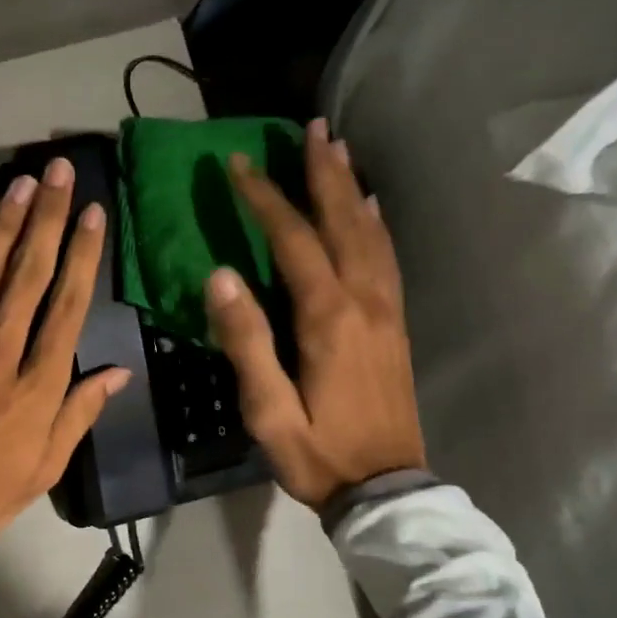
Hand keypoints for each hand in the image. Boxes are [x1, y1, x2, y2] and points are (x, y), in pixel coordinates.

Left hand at [0, 157, 130, 611]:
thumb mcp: (46, 467)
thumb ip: (80, 413)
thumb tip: (117, 372)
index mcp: (37, 385)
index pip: (68, 305)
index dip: (83, 254)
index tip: (93, 214)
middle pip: (26, 274)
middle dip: (46, 219)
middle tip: (57, 173)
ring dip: (1, 224)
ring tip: (20, 185)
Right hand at [206, 118, 425, 510]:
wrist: (386, 489)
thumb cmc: (318, 454)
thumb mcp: (268, 411)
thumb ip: (246, 342)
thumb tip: (220, 277)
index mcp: (328, 319)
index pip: (293, 241)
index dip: (264, 199)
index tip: (237, 164)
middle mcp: (364, 302)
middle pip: (343, 222)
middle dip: (322, 174)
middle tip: (311, 129)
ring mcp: (387, 312)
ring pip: (371, 234)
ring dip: (352, 189)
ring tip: (338, 151)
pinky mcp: (396, 326)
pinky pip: (387, 260)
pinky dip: (377, 225)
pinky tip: (372, 209)